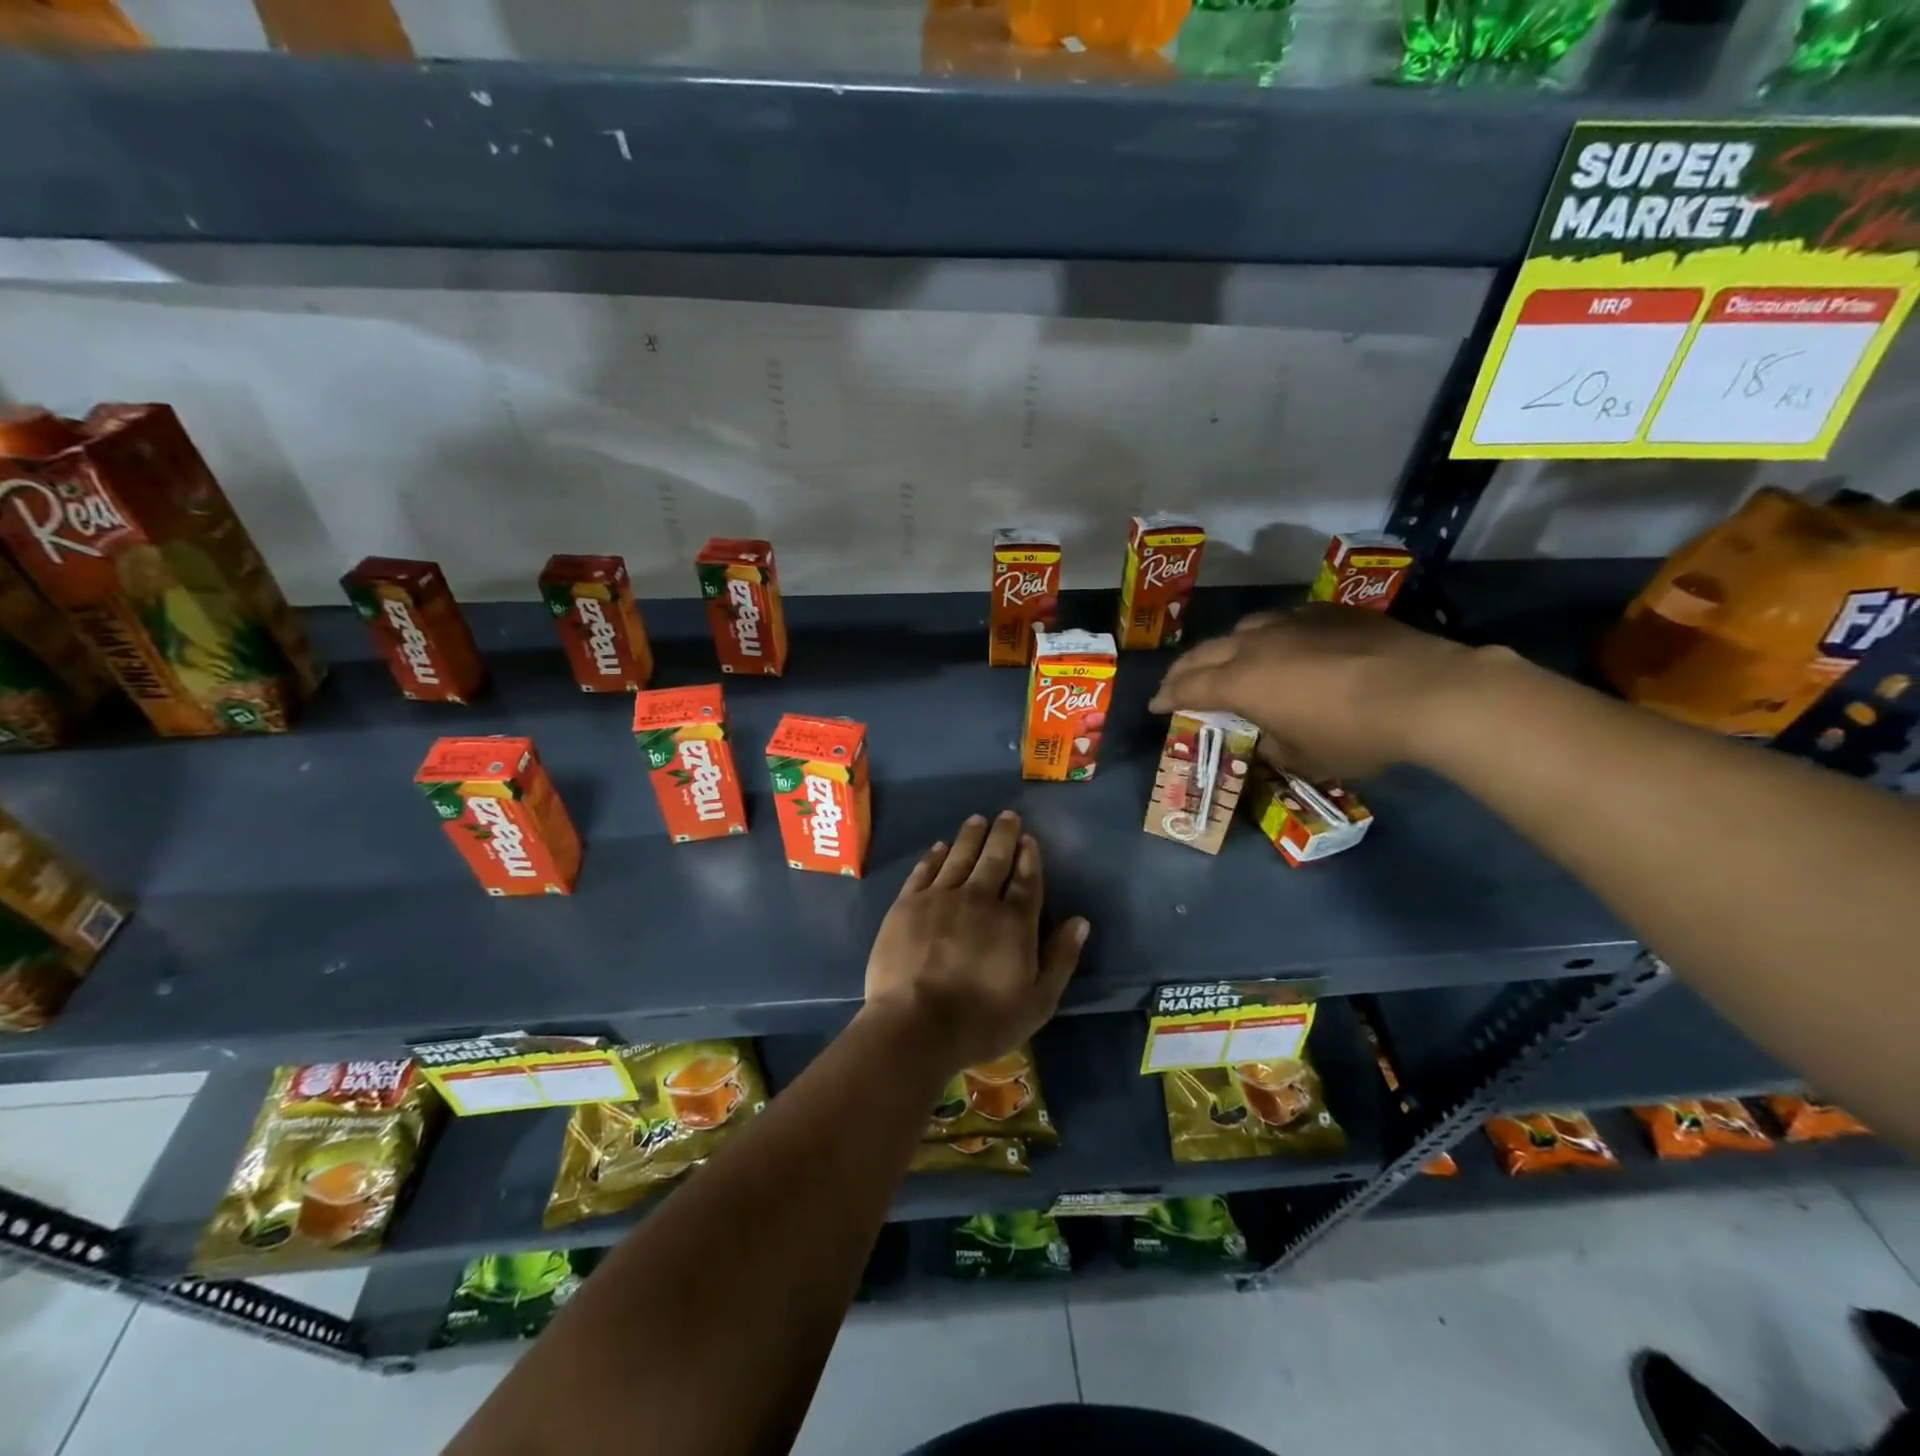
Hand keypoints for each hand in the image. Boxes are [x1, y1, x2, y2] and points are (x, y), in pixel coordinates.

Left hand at [863, 812, 1088, 1074]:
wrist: (915, 1025)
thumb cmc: (982, 1021)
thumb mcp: (1037, 1002)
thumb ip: (1061, 959)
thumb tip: (1080, 921)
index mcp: (1014, 922)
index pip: (1027, 879)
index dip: (1030, 857)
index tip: (1029, 839)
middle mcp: (979, 899)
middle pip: (994, 858)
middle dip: (1003, 834)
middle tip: (1007, 815)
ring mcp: (940, 898)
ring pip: (960, 856)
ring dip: (971, 836)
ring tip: (977, 820)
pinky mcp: (907, 904)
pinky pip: (925, 870)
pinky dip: (935, 856)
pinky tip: (940, 847)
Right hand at [1148, 605, 1475, 778]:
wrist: (1428, 692)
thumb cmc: (1356, 734)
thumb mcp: (1306, 756)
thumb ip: (1275, 744)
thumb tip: (1269, 735)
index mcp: (1242, 682)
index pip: (1190, 688)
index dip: (1167, 697)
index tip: (1155, 705)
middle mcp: (1257, 645)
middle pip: (1206, 653)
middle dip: (1184, 670)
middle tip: (1175, 683)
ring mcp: (1294, 623)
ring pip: (1244, 629)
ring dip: (1225, 647)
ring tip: (1226, 659)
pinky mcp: (1329, 613)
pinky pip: (1285, 620)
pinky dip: (1270, 635)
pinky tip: (1283, 643)